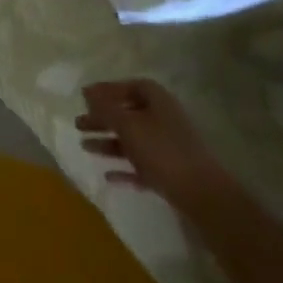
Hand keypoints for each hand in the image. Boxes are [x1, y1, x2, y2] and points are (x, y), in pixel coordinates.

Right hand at [78, 78, 230, 209]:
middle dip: (103, 119)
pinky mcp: (170, 173)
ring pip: (133, 141)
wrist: (203, 195)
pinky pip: (142, 166)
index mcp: (158, 101)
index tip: (86, 98)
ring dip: (109, 143)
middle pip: (128, 114)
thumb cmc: (162, 151)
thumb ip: (105, 108)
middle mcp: (164, 120)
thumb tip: (88, 92)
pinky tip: (108, 176)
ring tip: (85, 147)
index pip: (131, 86)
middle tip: (79, 124)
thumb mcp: (128, 125)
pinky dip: (124, 168)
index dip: (108, 90)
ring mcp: (169, 148)